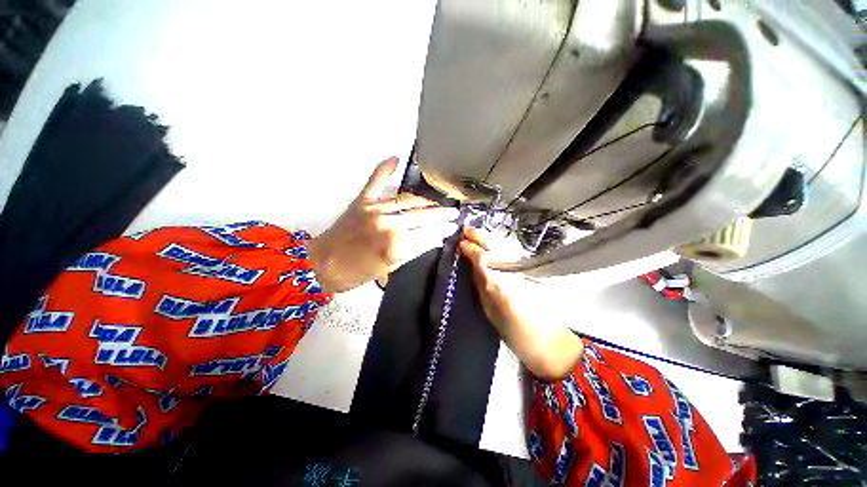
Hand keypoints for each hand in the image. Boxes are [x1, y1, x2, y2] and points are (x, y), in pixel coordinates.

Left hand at [309, 157, 458, 292]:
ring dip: (425, 201)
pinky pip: (375, 181)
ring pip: (407, 201)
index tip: (453, 227)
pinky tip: (395, 159)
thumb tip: (435, 241)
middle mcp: (389, 224)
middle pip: (422, 216)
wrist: (321, 265)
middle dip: (441, 214)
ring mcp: (375, 209)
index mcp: (396, 245)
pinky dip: (384, 169)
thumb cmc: (356, 273)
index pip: (428, 234)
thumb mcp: (389, 268)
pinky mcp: (361, 201)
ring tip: (437, 202)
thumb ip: (414, 251)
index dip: (442, 230)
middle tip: (453, 213)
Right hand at [459, 227, 583, 379]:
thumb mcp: (490, 312)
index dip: (470, 248)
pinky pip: (513, 254)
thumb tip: (473, 267)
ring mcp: (526, 270)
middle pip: (495, 246)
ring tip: (477, 235)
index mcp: (499, 285)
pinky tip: (493, 246)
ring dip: (490, 239)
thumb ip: (482, 286)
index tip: (461, 243)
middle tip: (467, 231)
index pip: (482, 258)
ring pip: (506, 247)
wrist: (549, 341)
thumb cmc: (516, 333)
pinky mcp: (535, 271)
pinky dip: (501, 247)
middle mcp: (512, 272)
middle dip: (480, 236)